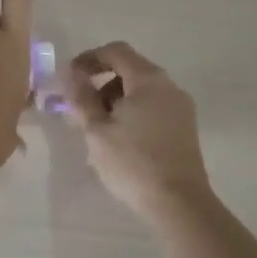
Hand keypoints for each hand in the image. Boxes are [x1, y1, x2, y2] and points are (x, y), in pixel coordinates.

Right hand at [62, 42, 211, 222]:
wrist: (181, 206)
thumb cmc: (134, 163)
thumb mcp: (97, 130)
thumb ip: (82, 98)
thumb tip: (71, 74)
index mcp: (148, 79)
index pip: (116, 51)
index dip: (89, 58)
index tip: (70, 78)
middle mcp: (168, 85)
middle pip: (130, 68)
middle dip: (102, 82)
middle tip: (82, 107)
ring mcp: (181, 107)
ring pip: (142, 89)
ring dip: (117, 98)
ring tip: (100, 127)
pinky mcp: (186, 128)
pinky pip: (154, 106)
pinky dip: (134, 111)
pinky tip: (122, 139)